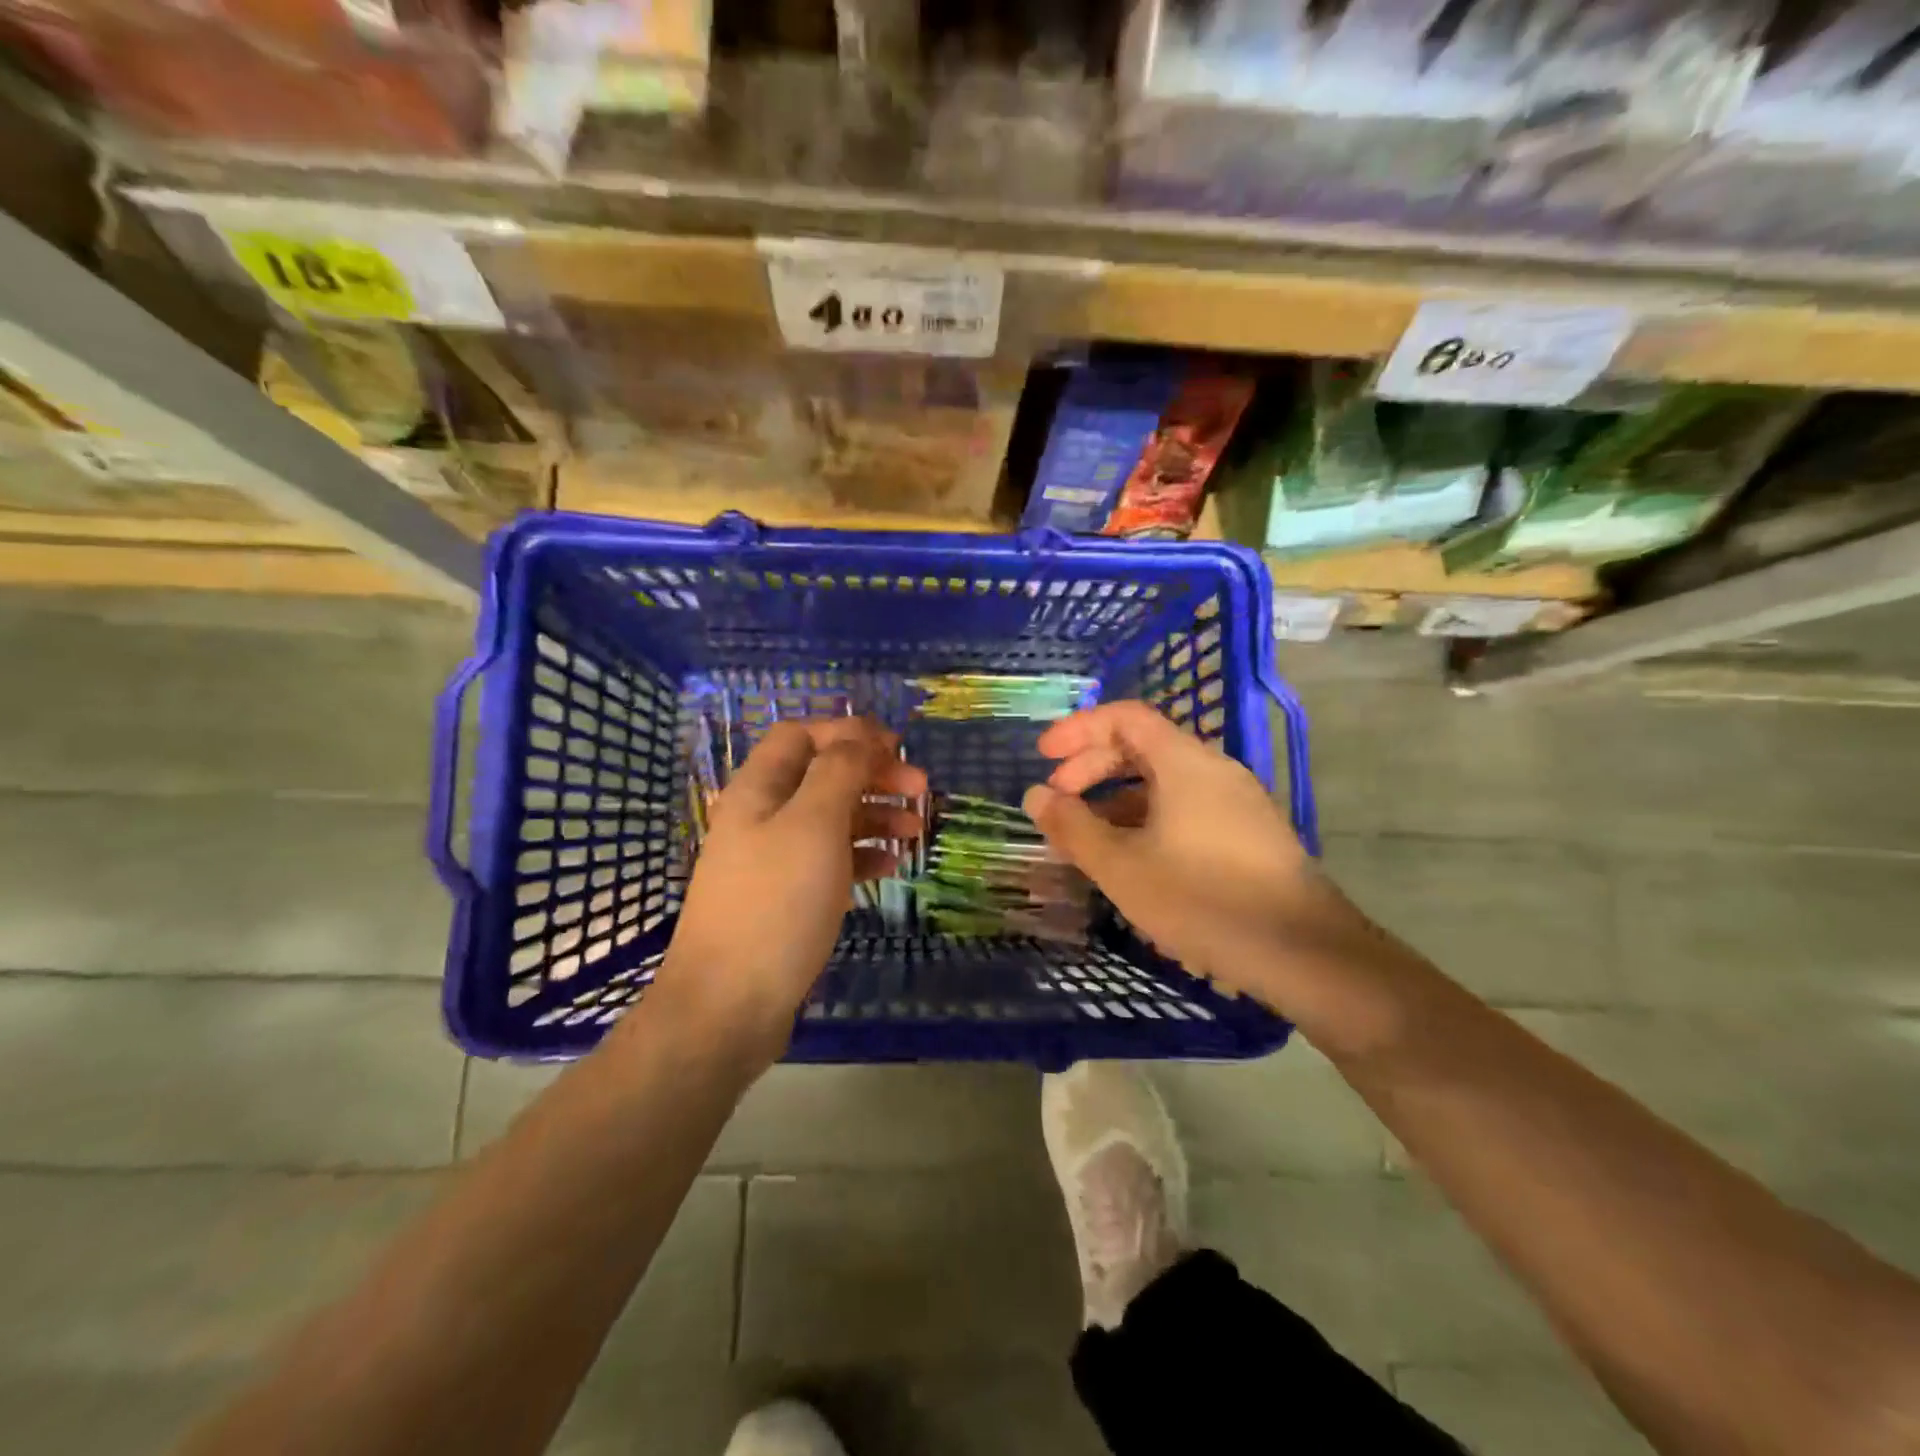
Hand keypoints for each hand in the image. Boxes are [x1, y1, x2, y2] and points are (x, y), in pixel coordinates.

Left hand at [648, 718, 924, 1065]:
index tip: (897, 748)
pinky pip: (830, 860)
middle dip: (872, 774)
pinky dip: (862, 855)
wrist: (729, 1004)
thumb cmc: (776, 903)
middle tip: (920, 789)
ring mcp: (773, 859)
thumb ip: (839, 771)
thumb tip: (860, 736)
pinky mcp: (786, 897)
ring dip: (875, 815)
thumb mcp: (814, 825)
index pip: (802, 735)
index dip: (849, 733)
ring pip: (831, 818)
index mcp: (759, 789)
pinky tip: (891, 866)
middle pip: (822, 775)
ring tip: (916, 830)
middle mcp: (762, 816)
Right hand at [1022, 702, 1324, 1002]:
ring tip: (1087, 840)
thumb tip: (1035, 795)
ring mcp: (1237, 803)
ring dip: (1117, 800)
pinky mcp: (1249, 835)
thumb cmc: (1202, 899)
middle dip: (1092, 768)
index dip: (1078, 730)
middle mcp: (1214, 770)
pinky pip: (1186, 809)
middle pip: (1143, 747)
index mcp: (1184, 762)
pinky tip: (1134, 862)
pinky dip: (1148, 820)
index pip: (1125, 717)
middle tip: (1058, 803)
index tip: (1043, 757)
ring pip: (1164, 783)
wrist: (1304, 953)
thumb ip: (1072, 827)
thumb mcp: (1121, 866)